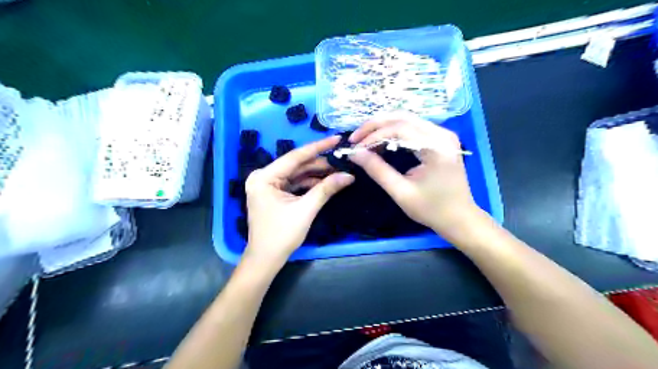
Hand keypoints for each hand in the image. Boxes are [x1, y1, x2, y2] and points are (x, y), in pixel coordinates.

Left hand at [243, 137, 355, 266]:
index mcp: (264, 177)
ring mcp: (268, 185)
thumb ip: (326, 189)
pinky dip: (309, 183)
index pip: (295, 157)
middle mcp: (263, 177)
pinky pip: (294, 183)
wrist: (266, 259)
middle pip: (296, 165)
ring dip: (316, 174)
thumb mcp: (306, 210)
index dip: (318, 147)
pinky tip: (325, 182)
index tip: (336, 138)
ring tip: (338, 172)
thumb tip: (349, 175)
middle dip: (319, 164)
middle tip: (342, 160)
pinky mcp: (273, 193)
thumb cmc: (282, 235)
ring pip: (297, 174)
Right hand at [349, 112, 478, 238]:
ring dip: (383, 127)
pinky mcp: (441, 139)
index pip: (399, 129)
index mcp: (436, 147)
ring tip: (364, 140)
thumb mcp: (401, 192)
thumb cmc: (432, 209)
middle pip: (403, 118)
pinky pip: (413, 128)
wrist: (460, 218)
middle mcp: (442, 134)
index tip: (355, 148)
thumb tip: (355, 153)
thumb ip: (378, 170)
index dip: (373, 136)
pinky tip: (381, 141)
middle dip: (375, 126)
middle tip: (355, 138)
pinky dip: (394, 132)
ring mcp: (443, 134)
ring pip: (407, 120)